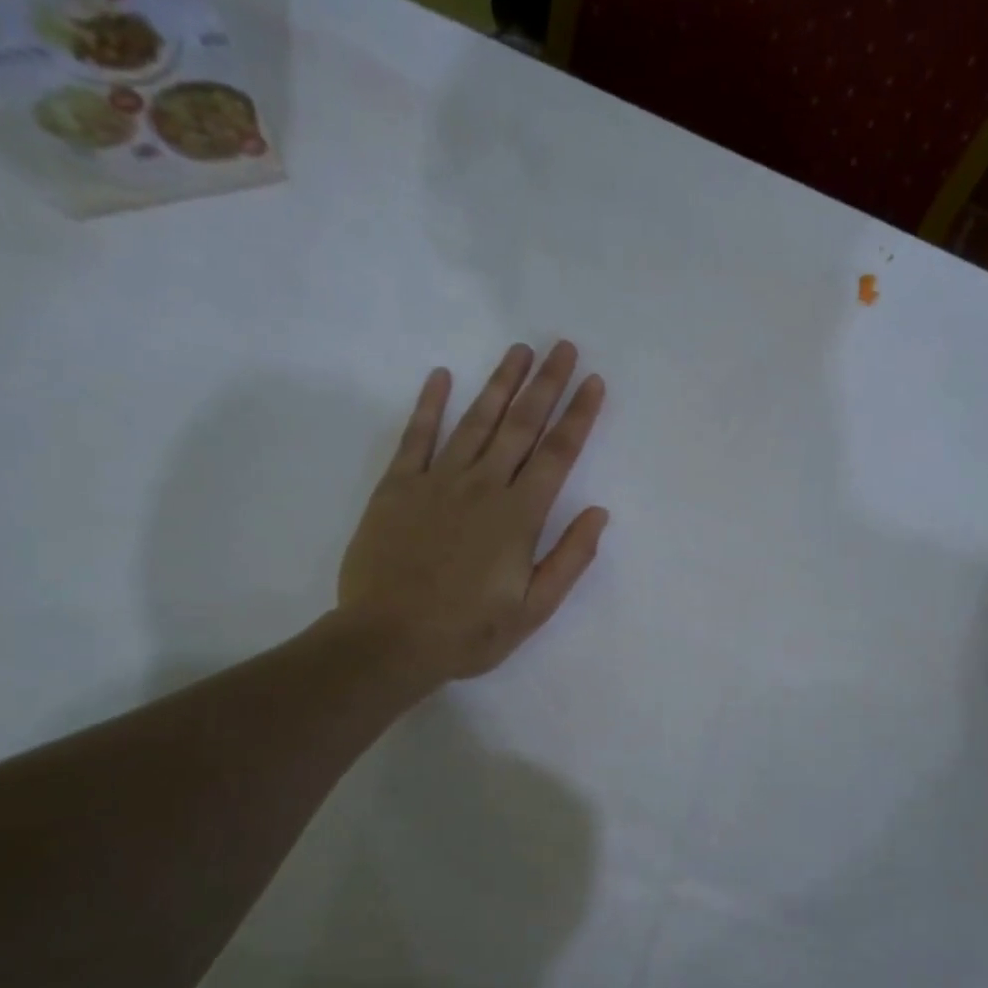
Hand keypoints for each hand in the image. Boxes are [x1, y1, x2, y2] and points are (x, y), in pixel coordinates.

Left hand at [335, 341, 607, 691]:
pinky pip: (416, 437)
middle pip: (520, 426)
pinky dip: (429, 405)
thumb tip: (599, 513)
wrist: (389, 641)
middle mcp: (482, 487)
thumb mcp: (534, 609)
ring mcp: (437, 482)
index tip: (592, 382)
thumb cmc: (468, 632)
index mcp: (518, 516)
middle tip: (561, 347)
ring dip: (499, 383)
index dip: (578, 416)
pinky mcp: (397, 488)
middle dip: (545, 385)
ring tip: (519, 351)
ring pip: (475, 422)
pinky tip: (441, 377)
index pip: (557, 455)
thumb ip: (569, 559)